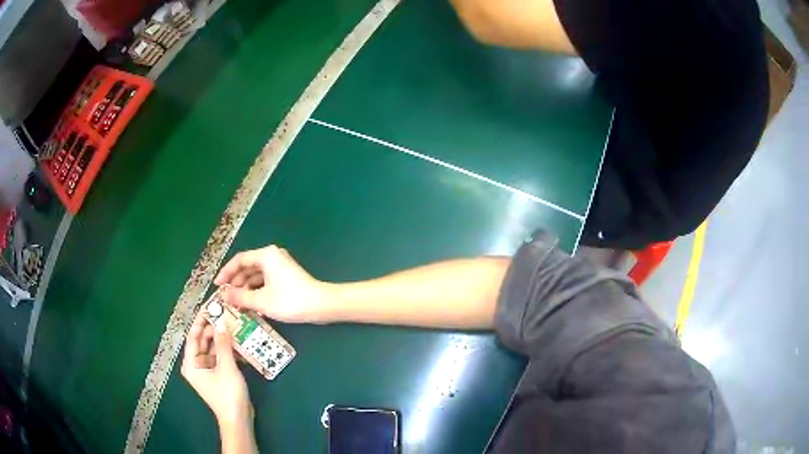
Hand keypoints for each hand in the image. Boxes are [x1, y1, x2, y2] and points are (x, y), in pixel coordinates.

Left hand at [181, 311, 251, 425]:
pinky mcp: (216, 375)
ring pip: (211, 348)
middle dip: (213, 327)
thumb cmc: (228, 394)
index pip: (193, 335)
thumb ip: (223, 344)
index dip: (201, 320)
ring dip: (221, 338)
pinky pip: (219, 356)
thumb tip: (222, 321)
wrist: (238, 419)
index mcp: (191, 363)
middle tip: (225, 313)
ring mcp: (206, 370)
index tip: (211, 306)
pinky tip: (237, 342)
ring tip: (232, 324)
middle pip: (202, 340)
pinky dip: (226, 349)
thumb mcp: (227, 367)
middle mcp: (195, 364)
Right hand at [214, 245, 331, 323]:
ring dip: (245, 288)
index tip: (217, 285)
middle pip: (247, 267)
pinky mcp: (285, 277)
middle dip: (235, 282)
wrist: (321, 305)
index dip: (226, 272)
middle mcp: (272, 256)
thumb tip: (224, 295)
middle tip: (226, 297)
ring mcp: (280, 266)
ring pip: (256, 275)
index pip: (239, 260)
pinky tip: (251, 304)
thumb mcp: (261, 300)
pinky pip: (265, 281)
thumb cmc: (290, 300)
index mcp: (266, 255)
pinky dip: (256, 291)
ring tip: (236, 303)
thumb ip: (240, 297)